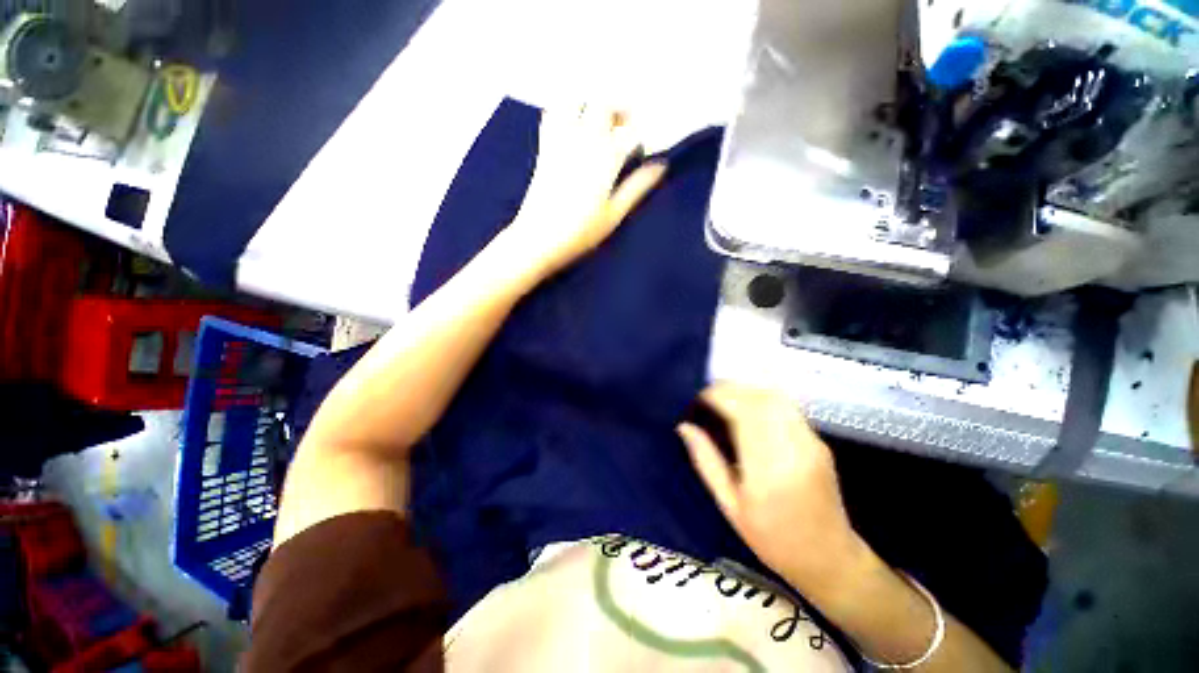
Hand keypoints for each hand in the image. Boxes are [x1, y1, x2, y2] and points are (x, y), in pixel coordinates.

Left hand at [506, 104, 666, 278]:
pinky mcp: (544, 148)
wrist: (538, 239)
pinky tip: (571, 126)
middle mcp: (584, 140)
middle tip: (624, 128)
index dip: (640, 135)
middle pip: (604, 103)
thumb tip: (661, 166)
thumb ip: (637, 187)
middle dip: (619, 109)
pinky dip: (564, 111)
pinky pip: (552, 114)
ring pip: (576, 100)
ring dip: (590, 105)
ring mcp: (561, 141)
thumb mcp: (614, 215)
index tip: (640, 149)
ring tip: (598, 122)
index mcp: (606, 158)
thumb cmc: (580, 232)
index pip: (631, 130)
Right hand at [677, 383, 866, 589]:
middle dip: (729, 389)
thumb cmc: (772, 539)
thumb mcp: (729, 505)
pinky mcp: (818, 441)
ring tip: (724, 400)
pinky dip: (761, 399)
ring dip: (746, 391)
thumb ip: (706, 461)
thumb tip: (684, 426)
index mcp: (768, 470)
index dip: (717, 396)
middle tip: (706, 397)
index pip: (743, 412)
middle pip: (760, 398)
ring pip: (775, 397)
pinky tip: (747, 410)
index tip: (696, 398)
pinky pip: (786, 407)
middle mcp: (794, 449)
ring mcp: (811, 442)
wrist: (829, 558)